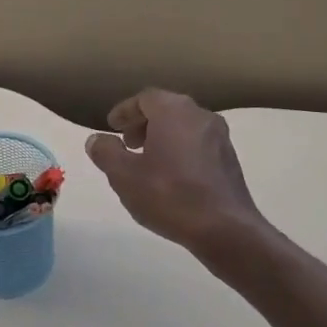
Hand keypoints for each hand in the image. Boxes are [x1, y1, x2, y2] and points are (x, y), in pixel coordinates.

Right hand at [85, 89, 267, 259]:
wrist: (225, 229)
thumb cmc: (169, 196)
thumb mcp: (124, 176)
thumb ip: (106, 152)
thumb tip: (96, 139)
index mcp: (174, 111)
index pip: (145, 98)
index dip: (125, 111)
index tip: (112, 127)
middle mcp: (201, 116)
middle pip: (167, 109)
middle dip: (143, 124)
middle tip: (127, 143)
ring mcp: (220, 138)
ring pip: (184, 127)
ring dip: (162, 138)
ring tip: (146, 163)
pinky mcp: (230, 160)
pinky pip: (198, 145)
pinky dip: (180, 151)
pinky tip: (171, 178)